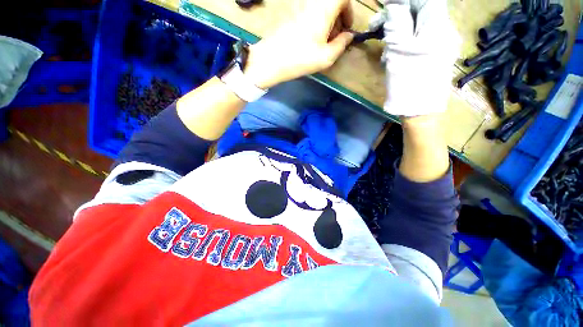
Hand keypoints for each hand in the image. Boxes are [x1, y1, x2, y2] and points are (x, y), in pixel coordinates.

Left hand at [243, 0, 353, 88]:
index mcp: (324, 8)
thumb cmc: (300, 59)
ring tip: (322, 42)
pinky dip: (315, 22)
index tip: (346, 28)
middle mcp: (312, 2)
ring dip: (327, 21)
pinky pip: (309, 11)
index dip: (349, 11)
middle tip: (335, 38)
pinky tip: (311, 39)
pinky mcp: (291, 13)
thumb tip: (349, 36)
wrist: (271, 59)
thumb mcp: (326, 57)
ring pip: (320, 7)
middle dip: (338, 18)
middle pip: (331, 2)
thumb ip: (342, 44)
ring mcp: (300, 6)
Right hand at [372, 0, 459, 116]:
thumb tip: (393, 5)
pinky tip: (394, 53)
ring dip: (399, 30)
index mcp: (437, 27)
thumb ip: (397, 22)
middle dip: (399, 15)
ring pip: (419, 25)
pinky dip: (405, 41)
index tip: (385, 8)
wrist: (419, 112)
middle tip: (378, 27)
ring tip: (385, 47)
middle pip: (421, 11)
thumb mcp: (398, 50)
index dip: (404, 0)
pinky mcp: (436, 54)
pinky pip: (420, 38)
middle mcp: (444, 31)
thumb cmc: (407, 83)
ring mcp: (441, 43)